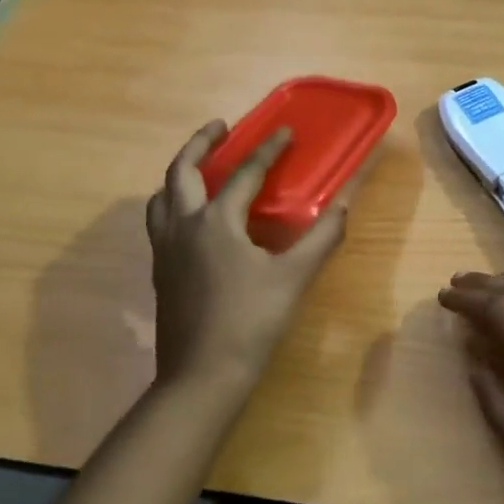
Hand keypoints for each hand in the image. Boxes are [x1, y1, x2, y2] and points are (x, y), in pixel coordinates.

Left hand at [146, 122, 347, 396]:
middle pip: (181, 171)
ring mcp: (165, 249)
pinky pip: (159, 221)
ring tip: (200, 169)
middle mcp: (183, 226)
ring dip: (179, 174)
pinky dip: (173, 203)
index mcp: (216, 221)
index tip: (284, 131)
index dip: (268, 150)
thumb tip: (344, 205)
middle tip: (221, 127)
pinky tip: (193, 220)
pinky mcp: (160, 271)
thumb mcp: (293, 278)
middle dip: (200, 143)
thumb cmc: (250, 322)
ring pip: (161, 196)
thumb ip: (321, 238)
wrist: (201, 376)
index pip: (245, 173)